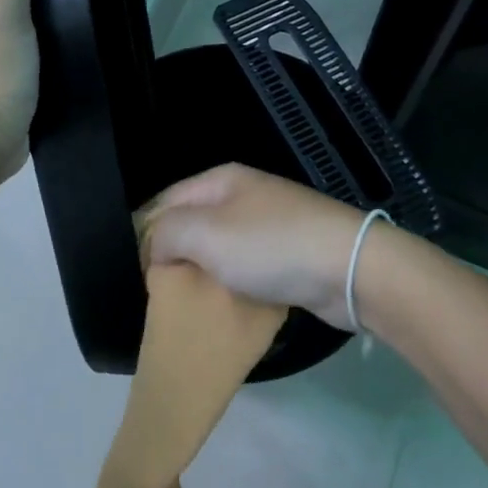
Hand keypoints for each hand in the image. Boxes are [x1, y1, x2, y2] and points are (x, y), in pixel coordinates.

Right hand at [138, 164, 366, 329]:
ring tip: (187, 304)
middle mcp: (242, 196)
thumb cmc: (269, 246)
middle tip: (160, 292)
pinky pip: (245, 269)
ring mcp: (267, 225)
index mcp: (220, 180)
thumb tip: (156, 248)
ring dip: (203, 275)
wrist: (348, 268)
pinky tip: (224, 306)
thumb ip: (165, 233)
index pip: (164, 201)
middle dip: (174, 256)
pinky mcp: (287, 254)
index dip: (145, 234)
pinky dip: (232, 285)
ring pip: (218, 250)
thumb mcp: (204, 233)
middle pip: (191, 225)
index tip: (139, 273)